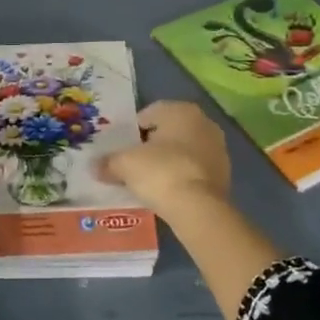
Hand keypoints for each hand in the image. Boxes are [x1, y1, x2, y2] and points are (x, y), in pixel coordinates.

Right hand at [97, 100, 231, 220]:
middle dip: (151, 145)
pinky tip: (168, 191)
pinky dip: (182, 176)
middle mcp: (204, 123)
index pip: (150, 113)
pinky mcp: (224, 173)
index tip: (121, 149)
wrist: (199, 208)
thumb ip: (108, 162)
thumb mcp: (125, 165)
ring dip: (168, 161)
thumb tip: (94, 166)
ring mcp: (218, 148)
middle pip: (169, 131)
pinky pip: (195, 169)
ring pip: (184, 150)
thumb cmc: (160, 172)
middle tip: (133, 164)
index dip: (132, 131)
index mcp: (181, 111)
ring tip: (149, 181)